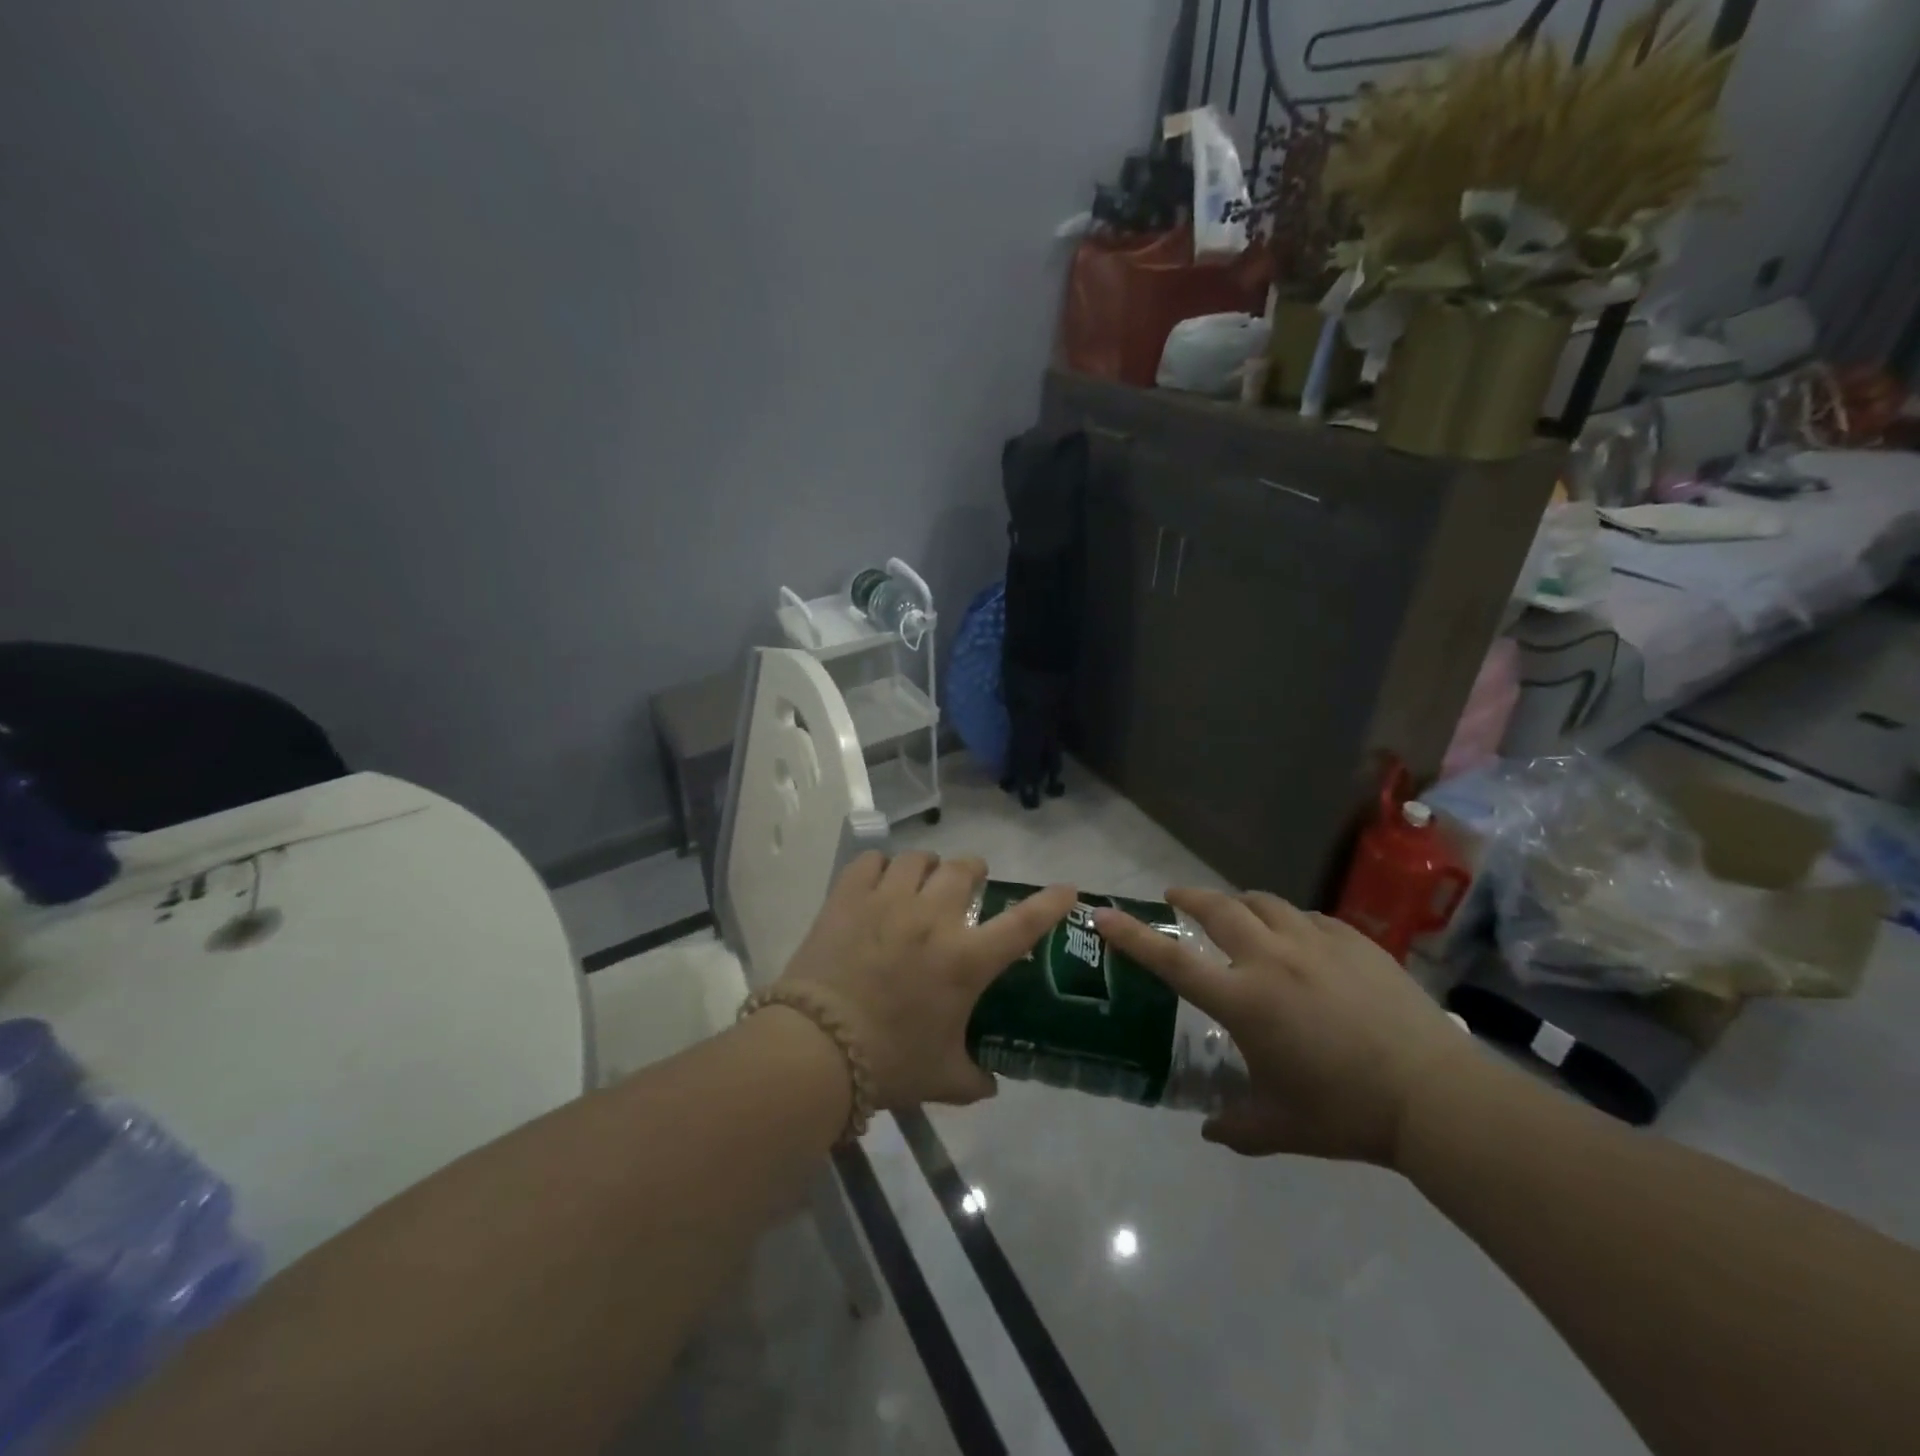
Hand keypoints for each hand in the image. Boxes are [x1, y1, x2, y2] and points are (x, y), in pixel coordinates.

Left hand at [778, 852, 1076, 1109]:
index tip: (1068, 889)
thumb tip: (989, 1084)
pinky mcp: (849, 897)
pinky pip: (871, 861)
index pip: (1023, 923)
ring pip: (918, 858)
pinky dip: (879, 867)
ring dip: (928, 866)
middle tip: (970, 882)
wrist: (816, 1049)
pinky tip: (877, 882)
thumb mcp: (942, 1078)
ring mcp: (889, 901)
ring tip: (922, 879)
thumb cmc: (888, 1063)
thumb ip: (974, 1079)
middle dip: (974, 871)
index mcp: (965, 959)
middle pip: (964, 869)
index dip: (1050, 903)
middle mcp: (933, 918)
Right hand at [1093, 888, 1470, 1166]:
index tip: (1104, 914)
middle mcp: (1271, 958)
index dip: (1132, 936)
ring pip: (1263, 902)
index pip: (1171, 960)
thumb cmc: (1346, 1112)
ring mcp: (1315, 943)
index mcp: (1244, 1000)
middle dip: (1189, 897)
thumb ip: (1236, 1128)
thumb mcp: (1281, 1127)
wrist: (1435, 1096)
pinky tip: (1300, 942)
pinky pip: (1308, 918)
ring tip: (1239, 916)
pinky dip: (1290, 922)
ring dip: (1241, 905)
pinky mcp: (1353, 940)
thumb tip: (1210, 1131)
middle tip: (1176, 898)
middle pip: (1218, 908)